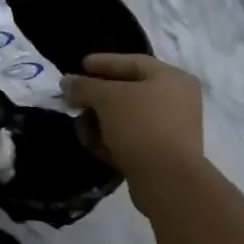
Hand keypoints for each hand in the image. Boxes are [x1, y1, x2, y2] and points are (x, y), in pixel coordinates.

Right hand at [61, 54, 205, 187]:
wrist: (168, 181)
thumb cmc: (141, 125)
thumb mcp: (107, 99)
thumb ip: (84, 86)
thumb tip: (66, 81)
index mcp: (172, 78)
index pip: (132, 62)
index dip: (104, 62)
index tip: (80, 64)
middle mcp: (176, 101)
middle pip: (128, 91)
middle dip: (97, 96)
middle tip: (73, 97)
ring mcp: (171, 130)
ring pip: (127, 117)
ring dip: (100, 120)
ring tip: (79, 124)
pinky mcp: (162, 155)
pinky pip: (131, 138)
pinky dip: (111, 138)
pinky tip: (91, 142)